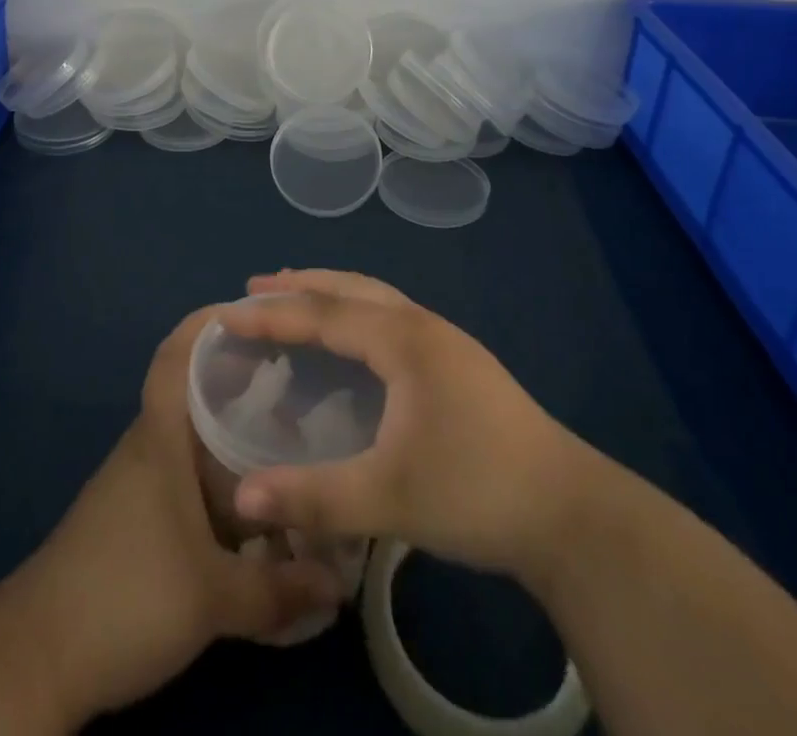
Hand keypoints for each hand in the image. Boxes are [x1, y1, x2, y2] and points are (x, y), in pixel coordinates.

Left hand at [26, 305, 342, 723]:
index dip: (208, 322)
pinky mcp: (135, 517)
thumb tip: (341, 583)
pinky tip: (254, 499)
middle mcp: (149, 446)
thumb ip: (280, 590)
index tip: (253, 309)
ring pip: (193, 435)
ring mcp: (138, 481)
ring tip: (290, 433)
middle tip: (299, 375)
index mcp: (161, 437)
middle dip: (242, 376)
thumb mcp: (213, 598)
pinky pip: (187, 473)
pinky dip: (221, 472)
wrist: (37, 658)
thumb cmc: (127, 596)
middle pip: (195, 390)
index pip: (176, 355)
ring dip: (234, 429)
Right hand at [219, 270, 599, 580]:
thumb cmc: (475, 490)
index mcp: (403, 339)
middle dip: (301, 286)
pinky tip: (357, 343)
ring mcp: (446, 342)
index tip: (228, 312)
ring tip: (298, 297)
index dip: (272, 313)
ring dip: (333, 294)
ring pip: (377, 299)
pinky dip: (358, 314)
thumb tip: (242, 497)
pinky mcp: (459, 364)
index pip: (324, 313)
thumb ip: (314, 497)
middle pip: (351, 289)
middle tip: (255, 288)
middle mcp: (422, 326)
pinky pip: (393, 318)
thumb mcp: (390, 498)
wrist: (569, 511)